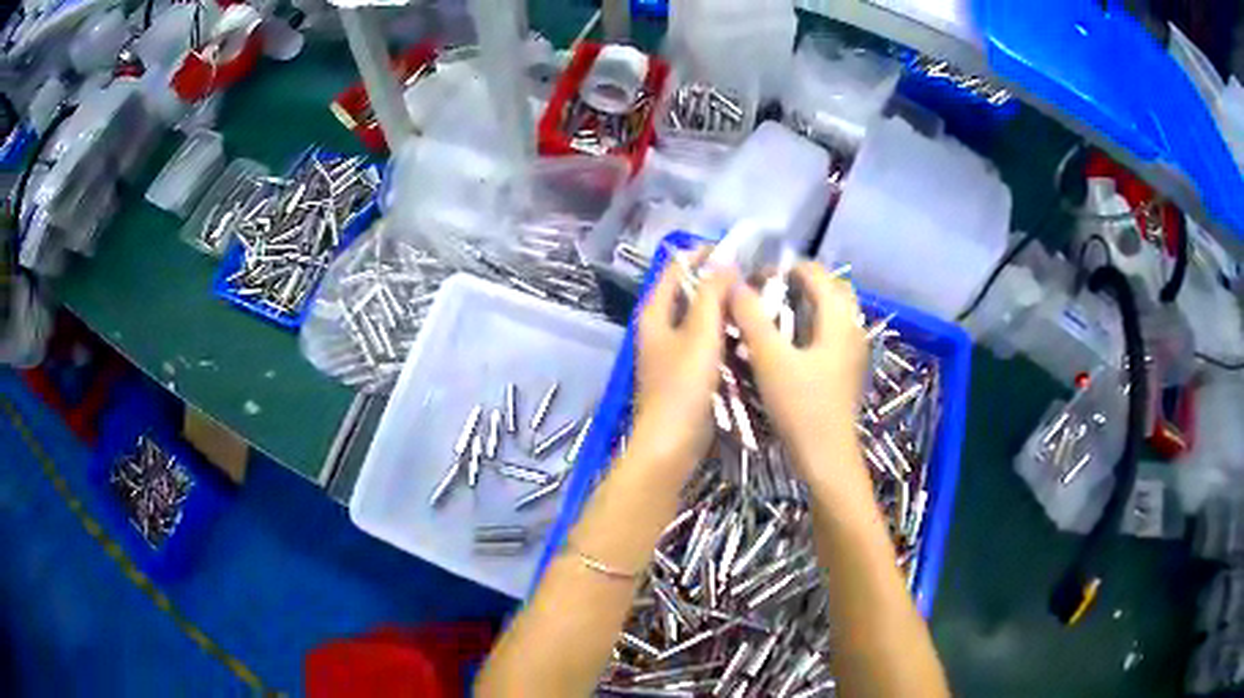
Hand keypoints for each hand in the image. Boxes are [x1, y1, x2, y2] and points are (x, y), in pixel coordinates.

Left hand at [630, 251, 735, 474]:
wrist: (671, 444)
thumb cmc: (683, 387)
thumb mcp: (700, 334)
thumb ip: (712, 295)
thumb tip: (724, 262)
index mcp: (655, 312)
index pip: (676, 268)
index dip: (702, 254)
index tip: (736, 249)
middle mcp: (659, 327)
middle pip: (689, 292)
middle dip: (718, 281)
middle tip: (753, 276)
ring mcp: (672, 351)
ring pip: (700, 318)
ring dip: (724, 308)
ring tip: (757, 301)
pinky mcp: (686, 372)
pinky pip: (707, 342)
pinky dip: (724, 333)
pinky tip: (748, 334)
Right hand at [729, 262, 866, 465]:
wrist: (827, 458)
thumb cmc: (801, 407)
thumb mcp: (770, 359)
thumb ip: (752, 317)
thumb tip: (734, 284)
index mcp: (839, 319)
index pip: (817, 273)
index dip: (786, 269)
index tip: (757, 280)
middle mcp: (853, 329)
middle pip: (831, 289)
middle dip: (801, 284)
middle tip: (769, 295)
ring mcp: (854, 352)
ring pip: (833, 313)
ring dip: (807, 306)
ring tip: (774, 318)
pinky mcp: (848, 371)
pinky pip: (833, 334)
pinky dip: (813, 327)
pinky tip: (789, 347)